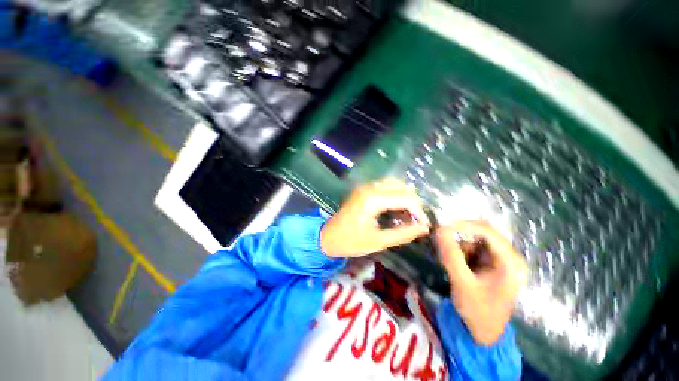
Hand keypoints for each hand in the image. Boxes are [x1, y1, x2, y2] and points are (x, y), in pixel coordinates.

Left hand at [320, 178, 429, 257]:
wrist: (328, 237)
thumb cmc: (350, 241)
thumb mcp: (378, 241)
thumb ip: (403, 233)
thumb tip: (424, 228)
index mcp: (373, 199)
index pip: (406, 198)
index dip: (419, 212)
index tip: (424, 226)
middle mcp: (370, 187)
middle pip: (402, 186)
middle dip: (413, 202)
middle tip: (416, 220)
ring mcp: (366, 186)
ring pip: (394, 184)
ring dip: (405, 197)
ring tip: (409, 215)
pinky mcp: (364, 189)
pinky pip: (385, 186)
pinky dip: (395, 195)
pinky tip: (397, 208)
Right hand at [435, 222, 527, 345]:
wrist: (483, 333)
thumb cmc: (478, 311)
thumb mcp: (462, 283)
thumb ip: (450, 255)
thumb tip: (438, 229)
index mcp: (510, 262)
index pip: (486, 231)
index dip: (462, 226)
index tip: (440, 229)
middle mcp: (507, 256)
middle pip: (480, 233)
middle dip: (458, 237)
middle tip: (440, 244)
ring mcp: (498, 259)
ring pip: (473, 239)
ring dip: (457, 246)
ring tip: (447, 262)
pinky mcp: (489, 263)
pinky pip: (470, 248)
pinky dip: (458, 252)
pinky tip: (453, 265)